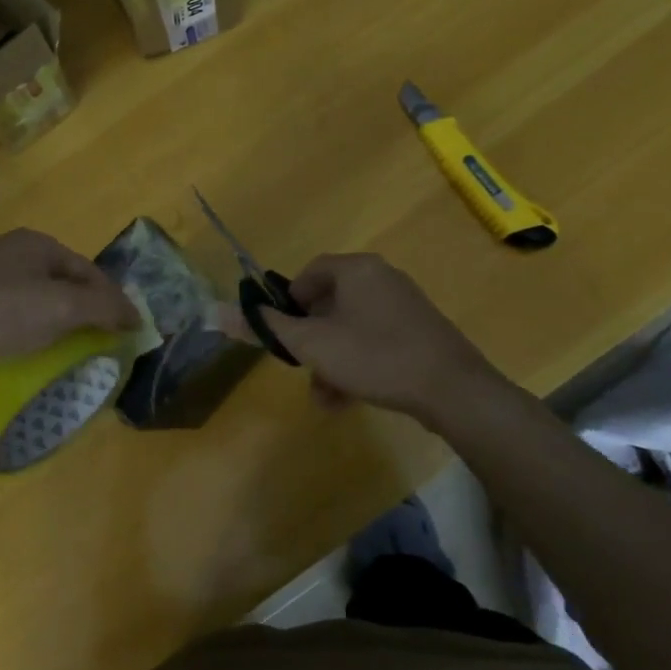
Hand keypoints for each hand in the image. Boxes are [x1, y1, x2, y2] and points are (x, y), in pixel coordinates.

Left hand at [0, 229, 137, 386]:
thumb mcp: (60, 307)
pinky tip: (29, 359)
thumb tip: (136, 315)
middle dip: (85, 316)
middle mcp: (12, 255)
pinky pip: (10, 321)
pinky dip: (27, 338)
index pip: (91, 271)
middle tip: (102, 349)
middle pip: (64, 286)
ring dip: (57, 330)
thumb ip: (103, 307)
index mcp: (37, 245)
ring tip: (70, 358)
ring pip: (36, 305)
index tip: (129, 334)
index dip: (114, 301)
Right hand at [245, 253, 508, 419]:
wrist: (453, 390)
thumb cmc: (374, 356)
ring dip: (330, 361)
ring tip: (325, 396)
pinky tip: (349, 399)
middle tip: (301, 368)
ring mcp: (404, 306)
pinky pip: (374, 341)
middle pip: (328, 304)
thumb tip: (217, 310)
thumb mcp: (311, 345)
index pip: (308, 274)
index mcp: (356, 269)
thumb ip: (267, 327)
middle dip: (310, 342)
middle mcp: (381, 278)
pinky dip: (357, 364)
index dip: (287, 304)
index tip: (282, 335)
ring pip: (350, 329)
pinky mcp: (419, 332)